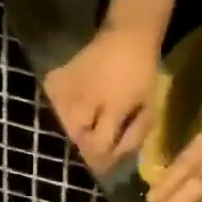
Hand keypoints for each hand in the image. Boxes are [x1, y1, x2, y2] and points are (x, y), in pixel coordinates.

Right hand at [43, 23, 163, 172]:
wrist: (127, 35)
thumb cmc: (142, 73)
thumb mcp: (148, 107)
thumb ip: (133, 136)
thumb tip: (116, 158)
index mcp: (113, 107)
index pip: (98, 146)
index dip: (101, 160)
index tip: (105, 166)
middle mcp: (86, 100)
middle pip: (77, 138)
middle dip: (87, 144)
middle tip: (96, 144)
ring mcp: (68, 88)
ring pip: (63, 124)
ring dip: (75, 130)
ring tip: (86, 126)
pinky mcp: (56, 79)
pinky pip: (53, 106)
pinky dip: (60, 112)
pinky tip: (73, 110)